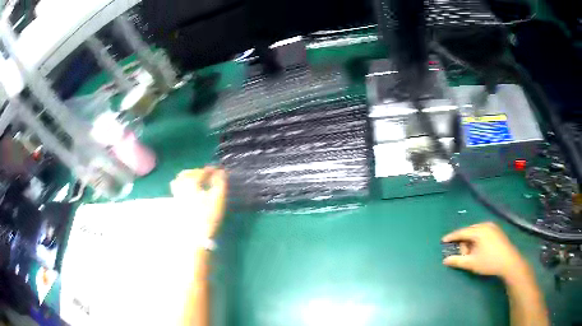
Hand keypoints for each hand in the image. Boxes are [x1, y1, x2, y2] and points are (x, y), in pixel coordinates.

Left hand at [171, 167, 226, 238]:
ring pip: (178, 181)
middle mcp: (181, 187)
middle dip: (196, 171)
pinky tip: (191, 193)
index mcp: (191, 183)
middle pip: (186, 174)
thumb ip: (220, 182)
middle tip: (206, 174)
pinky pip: (177, 190)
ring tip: (197, 181)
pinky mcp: (176, 205)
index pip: (201, 172)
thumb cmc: (207, 217)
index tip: (219, 170)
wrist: (194, 237)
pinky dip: (183, 186)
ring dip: (188, 177)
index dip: (210, 170)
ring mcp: (176, 196)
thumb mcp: (218, 198)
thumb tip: (221, 171)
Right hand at [442, 222, 528, 280]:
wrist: (509, 262)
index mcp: (479, 231)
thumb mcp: (471, 263)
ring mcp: (493, 227)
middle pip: (469, 230)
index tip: (443, 240)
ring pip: (476, 231)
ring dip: (470, 240)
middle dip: (463, 241)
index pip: (462, 232)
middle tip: (460, 252)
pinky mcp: (497, 231)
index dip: (452, 237)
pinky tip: (478, 248)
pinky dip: (477, 239)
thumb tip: (445, 260)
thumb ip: (457, 261)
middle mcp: (485, 225)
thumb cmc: (489, 262)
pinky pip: (483, 231)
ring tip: (470, 252)